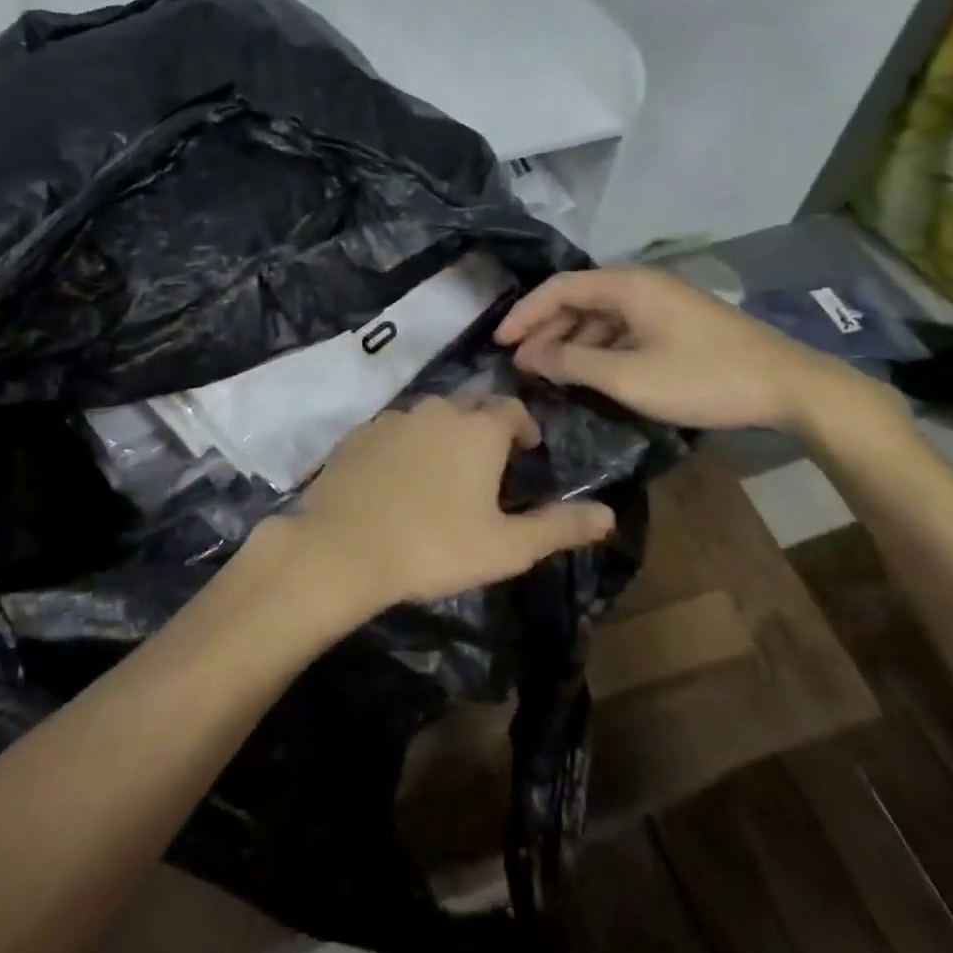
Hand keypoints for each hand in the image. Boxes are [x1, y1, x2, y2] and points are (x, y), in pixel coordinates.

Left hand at [283, 396, 615, 618]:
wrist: (343, 547)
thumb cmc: (435, 546)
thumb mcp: (507, 547)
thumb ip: (559, 527)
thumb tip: (608, 515)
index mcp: (478, 428)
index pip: (512, 409)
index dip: (523, 427)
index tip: (526, 451)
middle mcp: (437, 409)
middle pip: (470, 404)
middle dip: (484, 425)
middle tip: (487, 463)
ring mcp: (393, 417)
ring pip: (429, 415)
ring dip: (444, 434)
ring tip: (444, 473)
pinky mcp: (359, 433)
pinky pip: (394, 430)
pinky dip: (405, 445)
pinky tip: (399, 479)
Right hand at [496, 265, 893, 435]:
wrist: (789, 386)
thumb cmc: (704, 377)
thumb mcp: (630, 377)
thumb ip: (574, 363)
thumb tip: (530, 357)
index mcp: (626, 286)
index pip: (559, 288)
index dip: (524, 314)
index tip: (499, 343)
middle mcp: (640, 285)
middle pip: (577, 299)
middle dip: (544, 329)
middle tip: (518, 363)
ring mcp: (660, 304)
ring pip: (599, 317)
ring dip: (569, 341)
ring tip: (546, 372)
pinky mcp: (674, 324)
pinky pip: (621, 330)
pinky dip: (597, 348)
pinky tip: (587, 373)